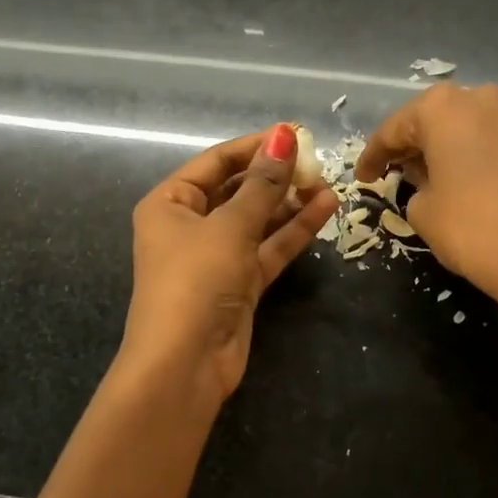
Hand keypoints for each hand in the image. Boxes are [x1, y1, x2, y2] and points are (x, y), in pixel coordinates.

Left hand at [121, 123, 339, 402]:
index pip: (216, 162)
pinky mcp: (240, 283)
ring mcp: (217, 256)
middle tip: (317, 160)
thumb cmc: (195, 280)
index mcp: (170, 203)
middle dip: (276, 175)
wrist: (185, 363)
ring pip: (258, 219)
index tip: (295, 134)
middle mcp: (190, 225)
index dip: (255, 146)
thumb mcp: (230, 226)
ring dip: (290, 202)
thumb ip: (263, 183)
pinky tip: (325, 208)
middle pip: (238, 189)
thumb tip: (284, 135)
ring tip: (328, 182)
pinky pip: (269, 247)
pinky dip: (293, 230)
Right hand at [355, 84, 497, 332]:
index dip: (373, 156)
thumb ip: (413, 186)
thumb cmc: (472, 227)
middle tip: (388, 174)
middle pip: (429, 121)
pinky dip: (463, 156)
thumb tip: (425, 180)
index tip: (361, 177)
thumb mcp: (423, 210)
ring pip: (459, 129)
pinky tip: (452, 181)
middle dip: (408, 147)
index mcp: (442, 107)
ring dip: (437, 150)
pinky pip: (483, 141)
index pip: (393, 129)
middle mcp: (476, 99)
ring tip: (418, 179)